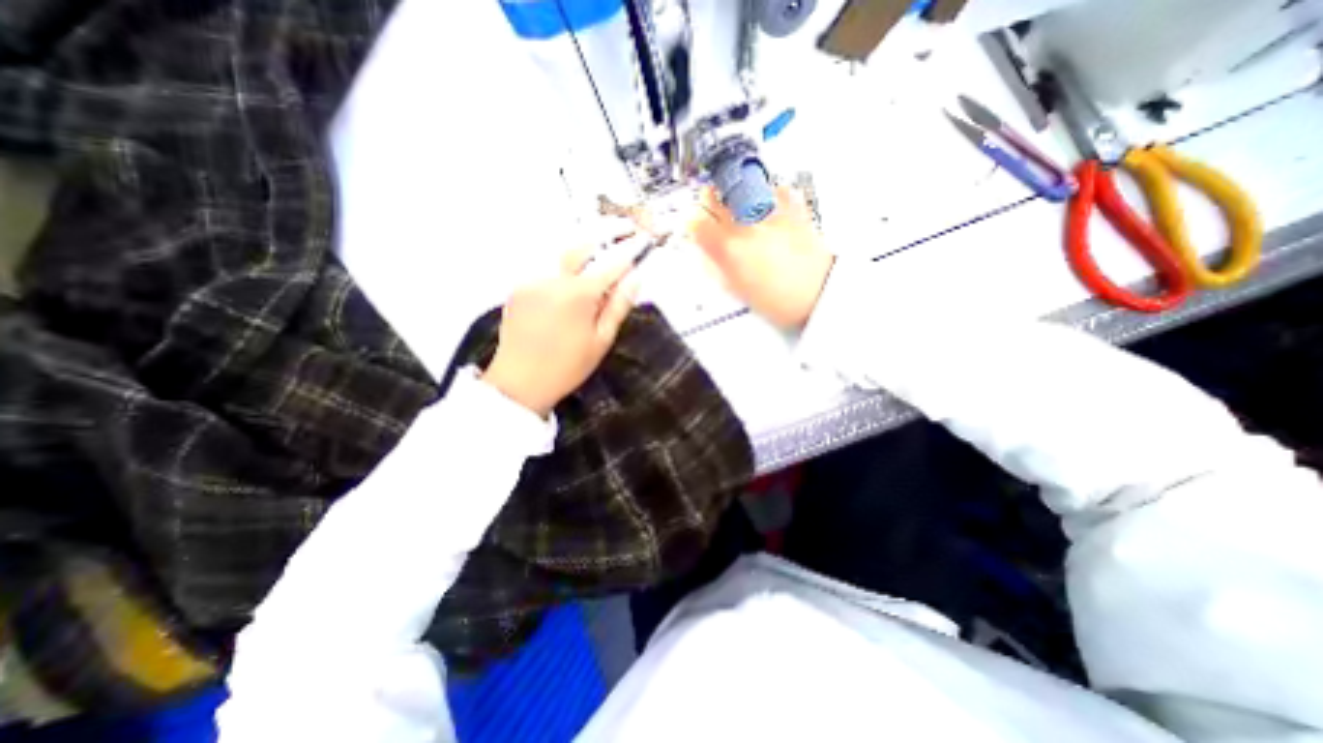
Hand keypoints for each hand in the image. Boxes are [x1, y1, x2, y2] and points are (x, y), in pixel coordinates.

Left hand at [486, 246, 640, 414]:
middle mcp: (554, 280)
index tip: (642, 240)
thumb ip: (618, 306)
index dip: (629, 251)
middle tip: (622, 229)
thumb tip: (635, 279)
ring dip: (583, 252)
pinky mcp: (518, 288)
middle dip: (604, 234)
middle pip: (582, 246)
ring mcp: (533, 281)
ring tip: (597, 256)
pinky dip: (563, 270)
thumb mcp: (601, 340)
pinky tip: (570, 284)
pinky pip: (546, 270)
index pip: (611, 265)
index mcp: (579, 294)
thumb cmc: (567, 367)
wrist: (519, 382)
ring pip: (562, 256)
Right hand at [687, 182, 829, 328]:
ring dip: (735, 197)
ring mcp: (769, 212)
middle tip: (715, 215)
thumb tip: (703, 251)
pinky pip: (773, 189)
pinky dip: (767, 196)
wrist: (818, 294)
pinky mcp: (792, 207)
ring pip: (739, 187)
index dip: (692, 223)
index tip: (696, 227)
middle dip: (708, 203)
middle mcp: (745, 224)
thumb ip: (715, 267)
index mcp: (728, 249)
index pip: (695, 221)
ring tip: (743, 213)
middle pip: (713, 195)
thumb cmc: (778, 300)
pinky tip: (769, 211)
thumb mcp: (736, 290)